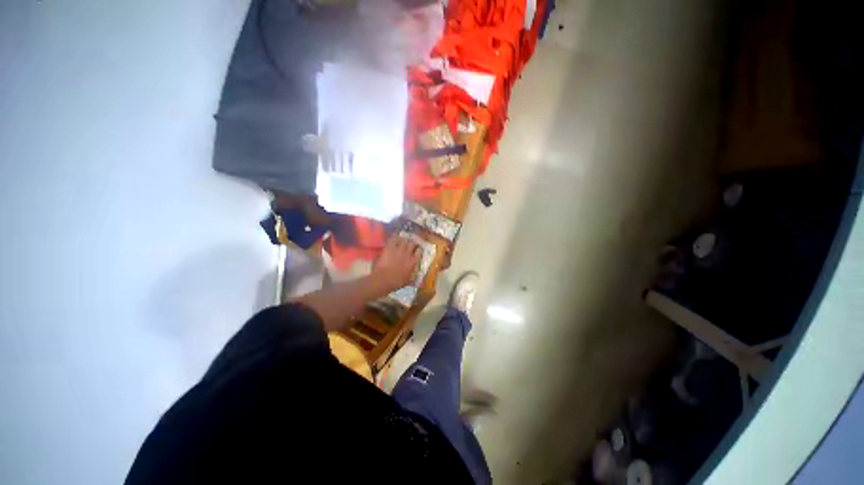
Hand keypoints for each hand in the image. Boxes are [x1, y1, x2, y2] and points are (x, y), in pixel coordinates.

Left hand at [371, 236, 420, 293]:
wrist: (383, 280)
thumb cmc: (395, 283)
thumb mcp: (406, 281)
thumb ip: (411, 277)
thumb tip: (415, 278)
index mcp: (413, 262)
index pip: (419, 251)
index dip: (418, 249)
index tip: (417, 249)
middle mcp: (408, 254)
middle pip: (412, 243)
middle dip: (411, 242)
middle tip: (409, 243)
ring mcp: (398, 249)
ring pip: (404, 239)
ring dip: (403, 239)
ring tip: (402, 239)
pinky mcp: (389, 247)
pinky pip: (393, 238)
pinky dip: (394, 237)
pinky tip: (394, 237)